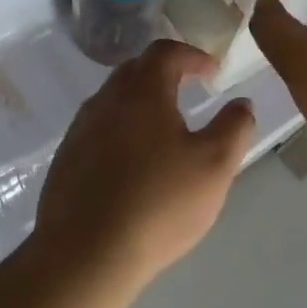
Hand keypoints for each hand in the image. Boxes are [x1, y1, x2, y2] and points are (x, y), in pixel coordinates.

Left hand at [31, 40, 254, 292]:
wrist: (84, 255)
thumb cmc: (158, 203)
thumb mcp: (215, 167)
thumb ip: (234, 128)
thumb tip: (241, 104)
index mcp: (143, 91)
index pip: (166, 52)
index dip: (193, 55)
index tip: (212, 72)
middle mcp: (106, 100)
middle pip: (136, 70)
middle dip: (165, 73)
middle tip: (188, 90)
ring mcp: (80, 129)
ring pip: (113, 99)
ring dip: (140, 102)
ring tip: (163, 129)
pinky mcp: (66, 159)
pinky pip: (97, 129)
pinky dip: (120, 130)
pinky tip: (132, 163)